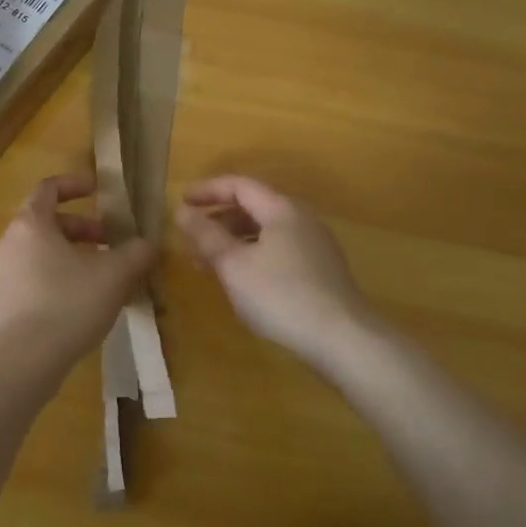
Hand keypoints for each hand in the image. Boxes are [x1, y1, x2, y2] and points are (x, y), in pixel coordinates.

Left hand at [0, 173, 157, 384]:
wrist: (24, 362)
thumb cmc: (69, 304)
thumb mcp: (114, 275)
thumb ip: (135, 253)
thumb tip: (148, 244)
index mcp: (31, 223)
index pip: (49, 188)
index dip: (75, 184)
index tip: (99, 190)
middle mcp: (9, 242)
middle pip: (46, 222)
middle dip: (81, 228)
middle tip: (109, 242)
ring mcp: (1, 274)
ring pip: (39, 252)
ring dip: (70, 255)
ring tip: (99, 275)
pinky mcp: (1, 304)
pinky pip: (31, 278)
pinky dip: (56, 278)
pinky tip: (80, 303)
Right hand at [175, 174, 378, 370]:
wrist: (344, 340)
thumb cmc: (282, 295)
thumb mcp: (234, 265)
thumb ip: (206, 235)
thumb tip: (182, 212)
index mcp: (281, 209)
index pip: (239, 185)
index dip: (207, 190)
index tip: (181, 202)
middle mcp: (301, 219)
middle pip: (253, 207)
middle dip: (218, 220)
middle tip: (191, 238)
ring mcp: (315, 246)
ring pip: (266, 232)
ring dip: (234, 241)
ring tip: (210, 264)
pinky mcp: (322, 272)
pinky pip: (279, 251)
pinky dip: (253, 256)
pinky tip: (242, 282)